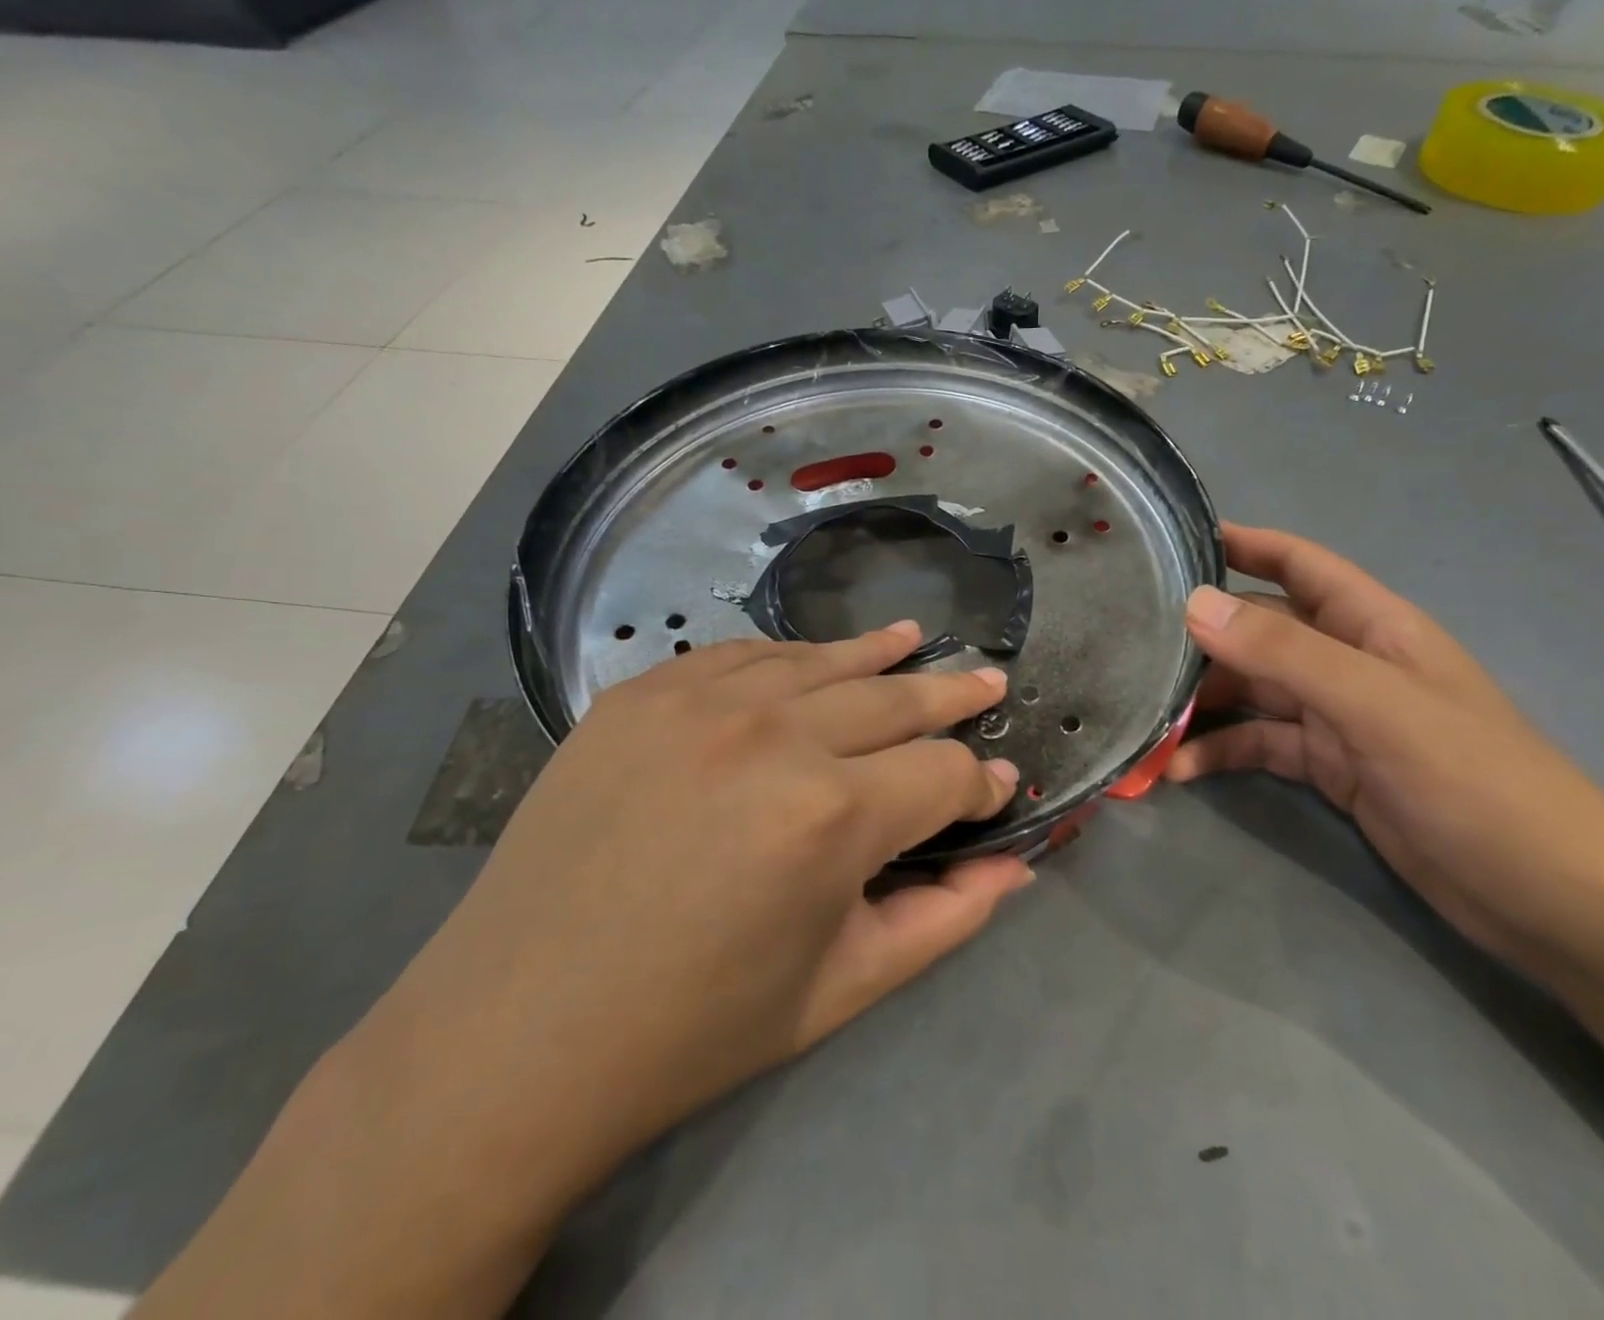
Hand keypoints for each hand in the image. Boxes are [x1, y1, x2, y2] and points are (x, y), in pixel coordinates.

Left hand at [358, 622, 1028, 1203]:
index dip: (980, 785)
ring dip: (879, 655)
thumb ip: (945, 918)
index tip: (996, 790)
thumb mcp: (842, 988)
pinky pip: (741, 656)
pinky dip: (790, 658)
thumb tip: (1016, 864)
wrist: (516, 1034)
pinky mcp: (641, 694)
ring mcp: (700, 702)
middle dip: (953, 696)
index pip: (944, 774)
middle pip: (896, 698)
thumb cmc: (696, 1028)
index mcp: (832, 817)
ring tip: (917, 640)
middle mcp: (774, 735)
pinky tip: (813, 660)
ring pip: (822, 660)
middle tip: (989, 682)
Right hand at [1169, 525, 1603, 969]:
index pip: (1300, 565)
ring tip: (1143, 715)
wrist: (1547, 897)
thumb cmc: (1474, 781)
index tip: (1176, 541)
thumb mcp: (1375, 705)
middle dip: (1203, 636)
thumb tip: (1196, 604)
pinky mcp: (1330, 769)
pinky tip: (1180, 772)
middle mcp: (1349, 662)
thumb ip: (1285, 652)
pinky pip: (1261, 746)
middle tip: (1132, 645)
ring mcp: (1338, 718)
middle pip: (1262, 632)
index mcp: (1373, 626)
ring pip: (1254, 692)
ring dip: (1202, 703)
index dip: (1245, 544)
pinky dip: (1220, 754)